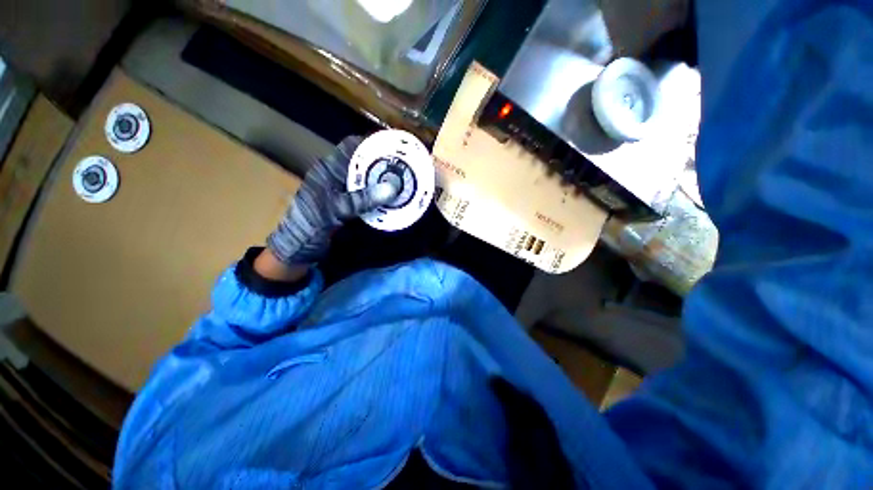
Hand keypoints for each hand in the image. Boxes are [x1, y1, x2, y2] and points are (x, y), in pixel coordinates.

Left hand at [266, 136, 397, 265]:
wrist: (298, 248)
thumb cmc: (310, 224)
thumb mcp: (337, 209)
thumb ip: (363, 199)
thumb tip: (392, 188)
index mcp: (328, 170)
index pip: (351, 146)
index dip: (371, 142)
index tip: (394, 145)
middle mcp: (337, 176)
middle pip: (362, 162)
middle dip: (382, 162)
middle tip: (404, 166)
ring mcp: (343, 191)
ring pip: (366, 179)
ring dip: (382, 180)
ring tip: (403, 181)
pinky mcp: (347, 204)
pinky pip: (367, 195)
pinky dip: (379, 195)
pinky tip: (391, 199)